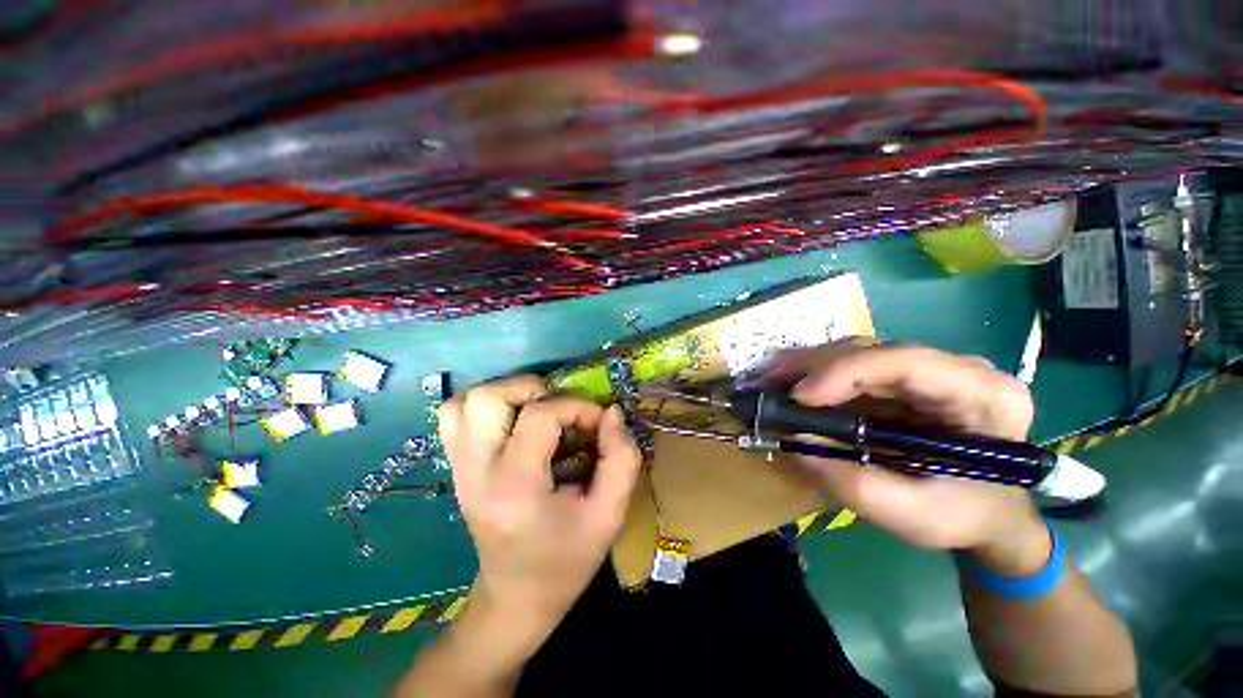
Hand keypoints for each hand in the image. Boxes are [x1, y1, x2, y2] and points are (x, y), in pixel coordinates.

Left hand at [437, 375, 641, 640]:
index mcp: (515, 486)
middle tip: (560, 409)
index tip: (599, 421)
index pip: (539, 416)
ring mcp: (459, 468)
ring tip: (536, 411)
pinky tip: (512, 422)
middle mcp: (476, 471)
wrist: (516, 598)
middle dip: (532, 389)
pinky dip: (484, 407)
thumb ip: (621, 458)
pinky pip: (453, 417)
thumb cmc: (566, 560)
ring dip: (506, 394)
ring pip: (465, 402)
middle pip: (487, 398)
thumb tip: (612, 412)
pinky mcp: (455, 467)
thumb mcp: (609, 514)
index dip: (577, 406)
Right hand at [769, 343, 1048, 573]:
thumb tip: (794, 445)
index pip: (908, 362)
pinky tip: (791, 385)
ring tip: (771, 382)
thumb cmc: (967, 517)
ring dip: (810, 367)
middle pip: (875, 352)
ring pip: (859, 354)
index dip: (846, 371)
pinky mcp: (904, 380)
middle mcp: (958, 369)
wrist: (992, 514)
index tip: (800, 396)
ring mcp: (929, 371)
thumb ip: (855, 485)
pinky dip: (817, 376)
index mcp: (984, 396)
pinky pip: (854, 368)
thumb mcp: (914, 516)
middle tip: (769, 381)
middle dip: (816, 366)